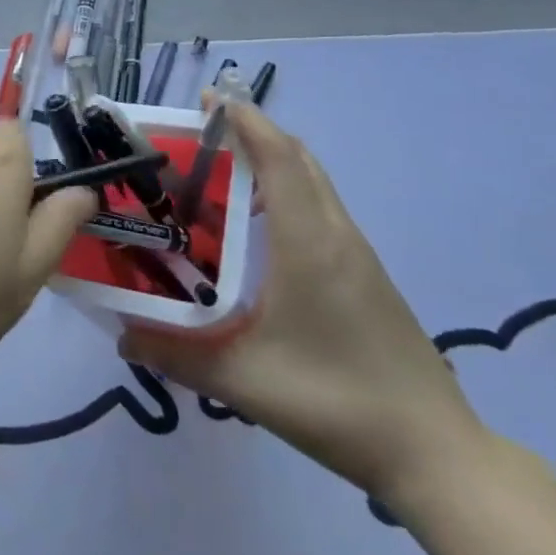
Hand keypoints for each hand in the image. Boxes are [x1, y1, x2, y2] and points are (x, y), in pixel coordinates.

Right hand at [120, 96, 486, 505]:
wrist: (435, 454)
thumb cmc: (336, 402)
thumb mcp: (244, 381)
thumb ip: (176, 355)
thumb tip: (120, 336)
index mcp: (308, 243)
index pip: (279, 158)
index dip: (246, 121)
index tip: (210, 99)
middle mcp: (335, 235)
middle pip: (298, 159)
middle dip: (253, 132)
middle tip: (202, 133)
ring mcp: (357, 255)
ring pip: (313, 182)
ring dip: (272, 161)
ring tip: (219, 172)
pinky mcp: (366, 275)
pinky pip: (321, 208)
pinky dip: (287, 191)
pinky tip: (256, 227)